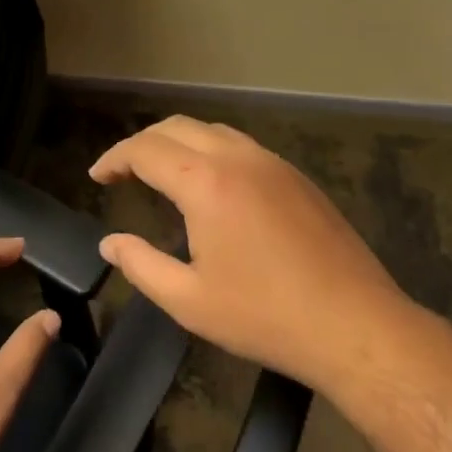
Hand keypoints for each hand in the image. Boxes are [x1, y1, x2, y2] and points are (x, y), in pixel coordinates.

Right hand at [90, 116, 411, 393]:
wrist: (354, 324)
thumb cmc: (264, 316)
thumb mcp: (189, 300)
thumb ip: (141, 265)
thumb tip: (109, 243)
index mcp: (206, 182)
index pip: (146, 150)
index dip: (115, 158)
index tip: (97, 177)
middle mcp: (239, 158)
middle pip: (178, 127)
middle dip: (142, 143)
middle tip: (123, 173)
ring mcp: (274, 164)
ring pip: (214, 130)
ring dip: (179, 142)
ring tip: (161, 172)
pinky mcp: (298, 178)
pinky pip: (243, 147)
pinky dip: (212, 151)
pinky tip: (211, 185)